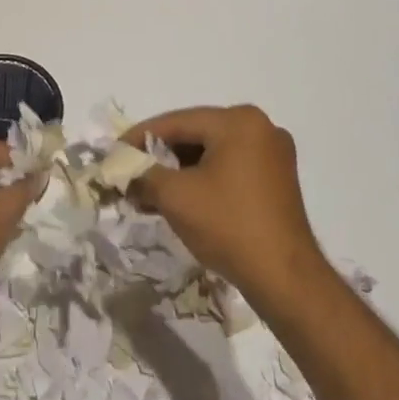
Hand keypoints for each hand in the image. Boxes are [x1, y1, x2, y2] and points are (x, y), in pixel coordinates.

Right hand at [125, 105, 324, 307]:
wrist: (285, 279)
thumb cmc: (229, 226)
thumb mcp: (175, 197)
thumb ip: (143, 175)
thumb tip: (122, 171)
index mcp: (238, 121)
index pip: (177, 122)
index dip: (139, 137)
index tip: (113, 152)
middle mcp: (259, 127)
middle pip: (195, 134)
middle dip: (160, 156)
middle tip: (130, 173)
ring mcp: (273, 153)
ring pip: (212, 152)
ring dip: (179, 171)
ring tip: (149, 192)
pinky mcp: (277, 179)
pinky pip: (230, 167)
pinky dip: (203, 179)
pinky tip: (180, 199)